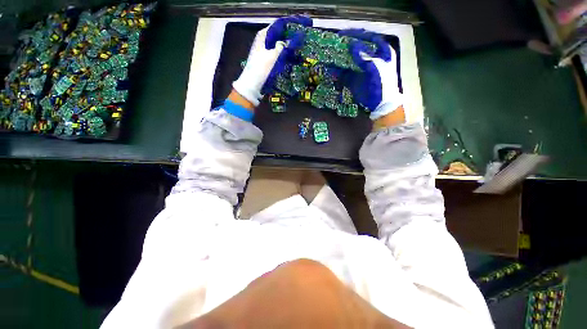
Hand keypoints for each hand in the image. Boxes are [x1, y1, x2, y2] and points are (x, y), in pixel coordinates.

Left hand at [233, 15, 311, 105]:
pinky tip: (289, 57)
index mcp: (262, 36)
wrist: (252, 84)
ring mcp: (263, 51)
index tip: (298, 28)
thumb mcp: (272, 56)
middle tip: (300, 39)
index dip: (287, 26)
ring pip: (277, 45)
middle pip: (277, 35)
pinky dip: (282, 54)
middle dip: (287, 37)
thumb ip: (282, 47)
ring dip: (285, 46)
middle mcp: (262, 41)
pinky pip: (276, 54)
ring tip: (297, 47)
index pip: (276, 25)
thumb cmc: (261, 68)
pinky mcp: (265, 60)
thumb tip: (289, 40)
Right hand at [338, 29, 403, 123]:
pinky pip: (343, 74)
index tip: (343, 33)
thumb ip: (363, 56)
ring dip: (338, 59)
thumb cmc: (382, 83)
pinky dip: (336, 72)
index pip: (367, 37)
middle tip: (332, 44)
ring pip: (347, 60)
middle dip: (344, 47)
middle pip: (355, 48)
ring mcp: (360, 68)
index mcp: (380, 50)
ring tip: (328, 56)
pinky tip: (329, 70)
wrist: (380, 103)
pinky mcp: (353, 79)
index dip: (355, 34)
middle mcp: (369, 57)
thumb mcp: (375, 67)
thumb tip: (352, 44)